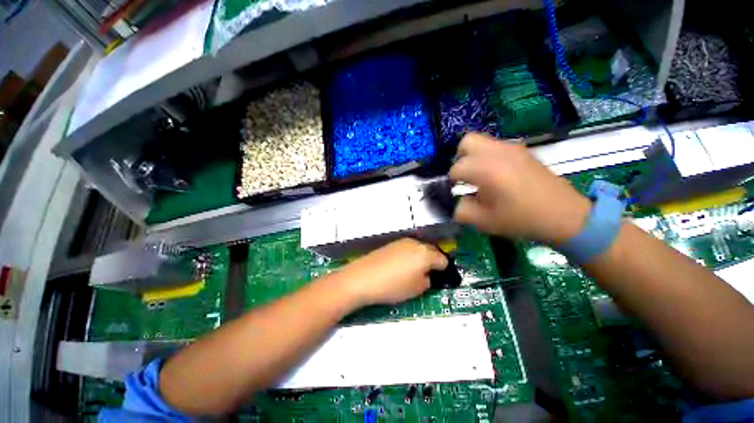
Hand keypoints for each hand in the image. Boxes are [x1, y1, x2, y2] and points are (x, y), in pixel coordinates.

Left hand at [337, 239, 447, 305]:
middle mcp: (416, 243)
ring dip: (420, 258)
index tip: (438, 279)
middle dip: (432, 262)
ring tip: (412, 272)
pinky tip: (399, 267)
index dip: (443, 271)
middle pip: (431, 251)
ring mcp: (402, 242)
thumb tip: (428, 275)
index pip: (443, 260)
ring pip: (418, 249)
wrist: (363, 278)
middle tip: (426, 276)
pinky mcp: (391, 244)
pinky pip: (407, 249)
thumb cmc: (393, 286)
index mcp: (426, 254)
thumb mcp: (417, 289)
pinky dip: (408, 256)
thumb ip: (428, 280)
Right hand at [449, 133, 590, 244]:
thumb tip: (452, 202)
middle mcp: (498, 152)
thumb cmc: (522, 219)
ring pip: (482, 141)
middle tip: (463, 177)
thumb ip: (461, 210)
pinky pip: (496, 146)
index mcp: (487, 169)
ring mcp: (513, 148)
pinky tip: (495, 175)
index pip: (456, 168)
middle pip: (466, 142)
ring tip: (478, 177)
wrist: (565, 215)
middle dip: (459, 158)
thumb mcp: (484, 221)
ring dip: (473, 157)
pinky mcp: (522, 150)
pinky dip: (487, 156)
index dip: (450, 182)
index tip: (453, 193)